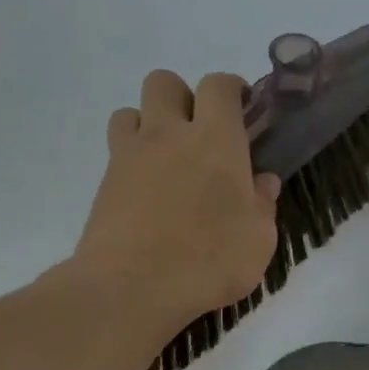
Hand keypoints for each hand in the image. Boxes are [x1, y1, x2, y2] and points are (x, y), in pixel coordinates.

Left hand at [67, 70, 280, 329]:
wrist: (131, 287)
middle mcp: (170, 134)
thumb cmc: (209, 261)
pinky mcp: (105, 181)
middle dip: (184, 97)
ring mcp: (131, 155)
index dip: (232, 88)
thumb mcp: (258, 240)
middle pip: (166, 82)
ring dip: (150, 124)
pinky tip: (147, 190)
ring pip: (132, 110)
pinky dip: (133, 157)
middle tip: (201, 134)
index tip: (243, 108)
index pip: (219, 86)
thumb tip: (262, 182)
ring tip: (168, 159)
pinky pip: (117, 149)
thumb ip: (263, 204)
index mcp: (216, 141)